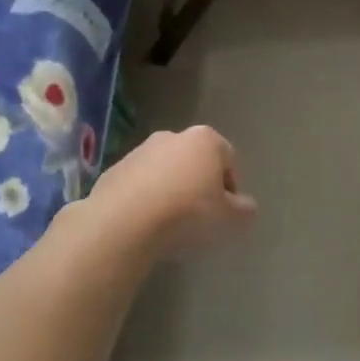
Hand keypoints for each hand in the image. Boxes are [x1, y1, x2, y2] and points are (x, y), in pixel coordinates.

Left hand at [85, 125, 256, 258]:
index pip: (228, 159)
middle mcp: (172, 136)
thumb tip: (245, 206)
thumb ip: (245, 210)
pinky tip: (146, 223)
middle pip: (195, 162)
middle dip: (200, 185)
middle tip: (200, 217)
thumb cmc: (187, 213)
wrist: (124, 222)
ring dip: (171, 191)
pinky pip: (139, 184)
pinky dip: (146, 198)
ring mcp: (139, 151)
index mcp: (205, 140)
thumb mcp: (230, 219)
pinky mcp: (114, 170)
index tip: (225, 212)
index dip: (231, 188)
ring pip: (166, 171)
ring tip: (170, 224)